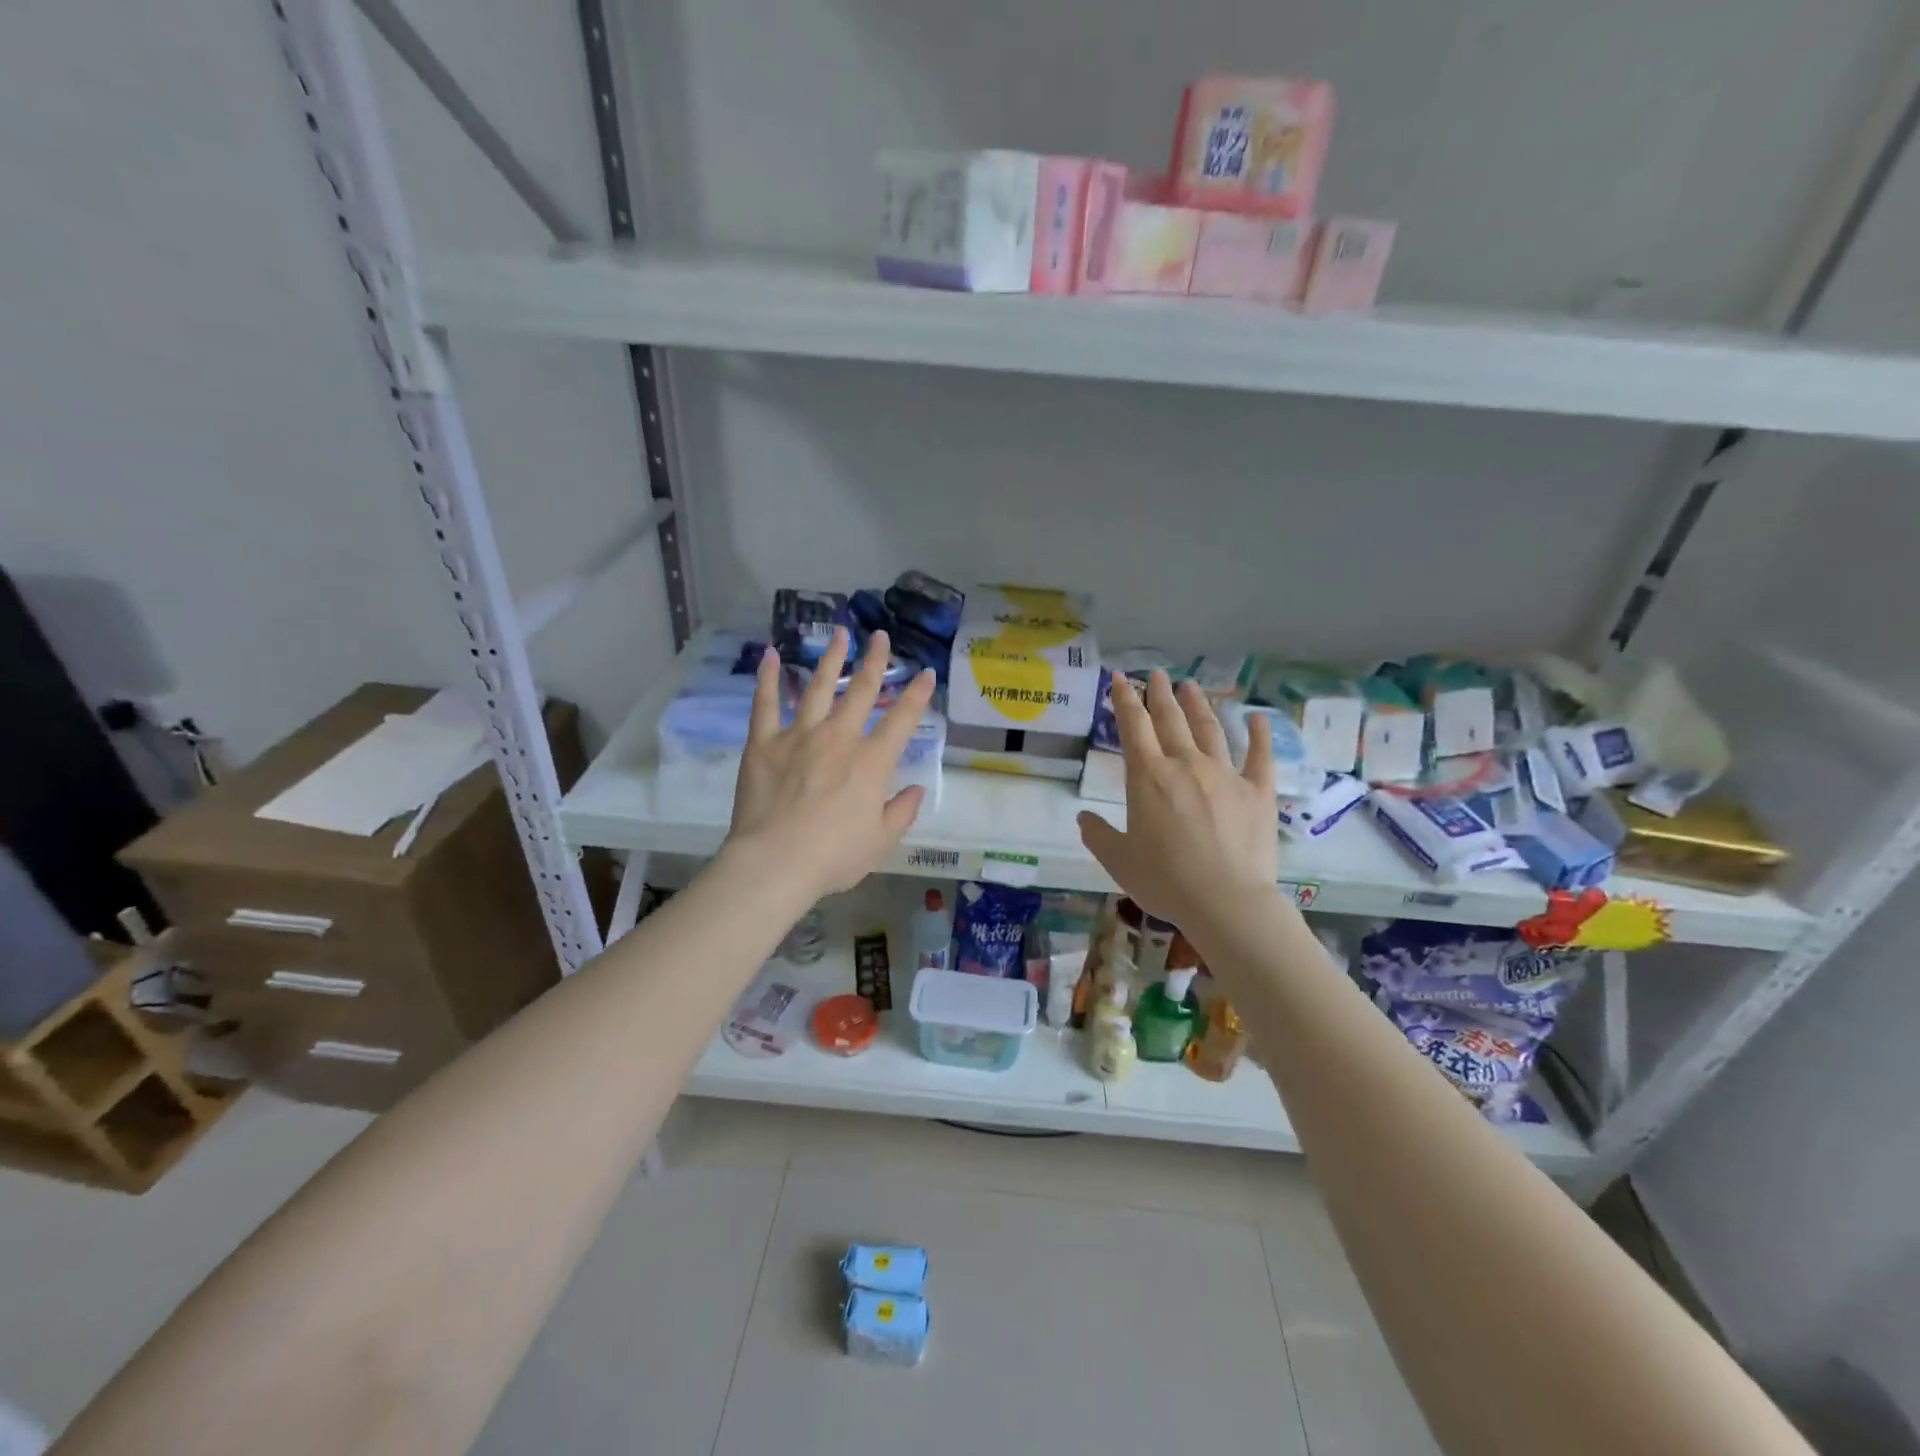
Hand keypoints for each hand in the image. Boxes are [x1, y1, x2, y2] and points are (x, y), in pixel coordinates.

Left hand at [726, 627, 936, 900]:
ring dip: (830, 659)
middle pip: (860, 690)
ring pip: (817, 687)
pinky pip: (766, 703)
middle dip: (874, 661)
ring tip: (839, 634)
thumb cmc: (834, 856)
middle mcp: (839, 738)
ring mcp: (799, 735)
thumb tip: (917, 789)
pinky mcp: (764, 742)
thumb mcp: (881, 842)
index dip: (917, 694)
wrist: (776, 861)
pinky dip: (768, 678)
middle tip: (879, 636)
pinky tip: (770, 655)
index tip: (927, 672)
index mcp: (872, 762)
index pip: (902, 719)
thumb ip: (902, 812)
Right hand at [1077, 671, 1279, 933]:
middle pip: (1170, 720)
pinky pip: (1260, 756)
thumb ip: (1098, 834)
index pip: (1132, 726)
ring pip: (1210, 729)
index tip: (1120, 678)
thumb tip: (1083, 817)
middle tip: (1157, 674)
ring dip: (1198, 705)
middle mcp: (1185, 765)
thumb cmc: (1164, 880)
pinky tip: (1259, 718)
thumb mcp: (1118, 860)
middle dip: (1160, 694)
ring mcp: (1225, 775)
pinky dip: (1260, 734)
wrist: (1226, 901)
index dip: (1124, 699)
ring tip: (1191, 686)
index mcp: (1148, 777)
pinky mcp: (1258, 792)